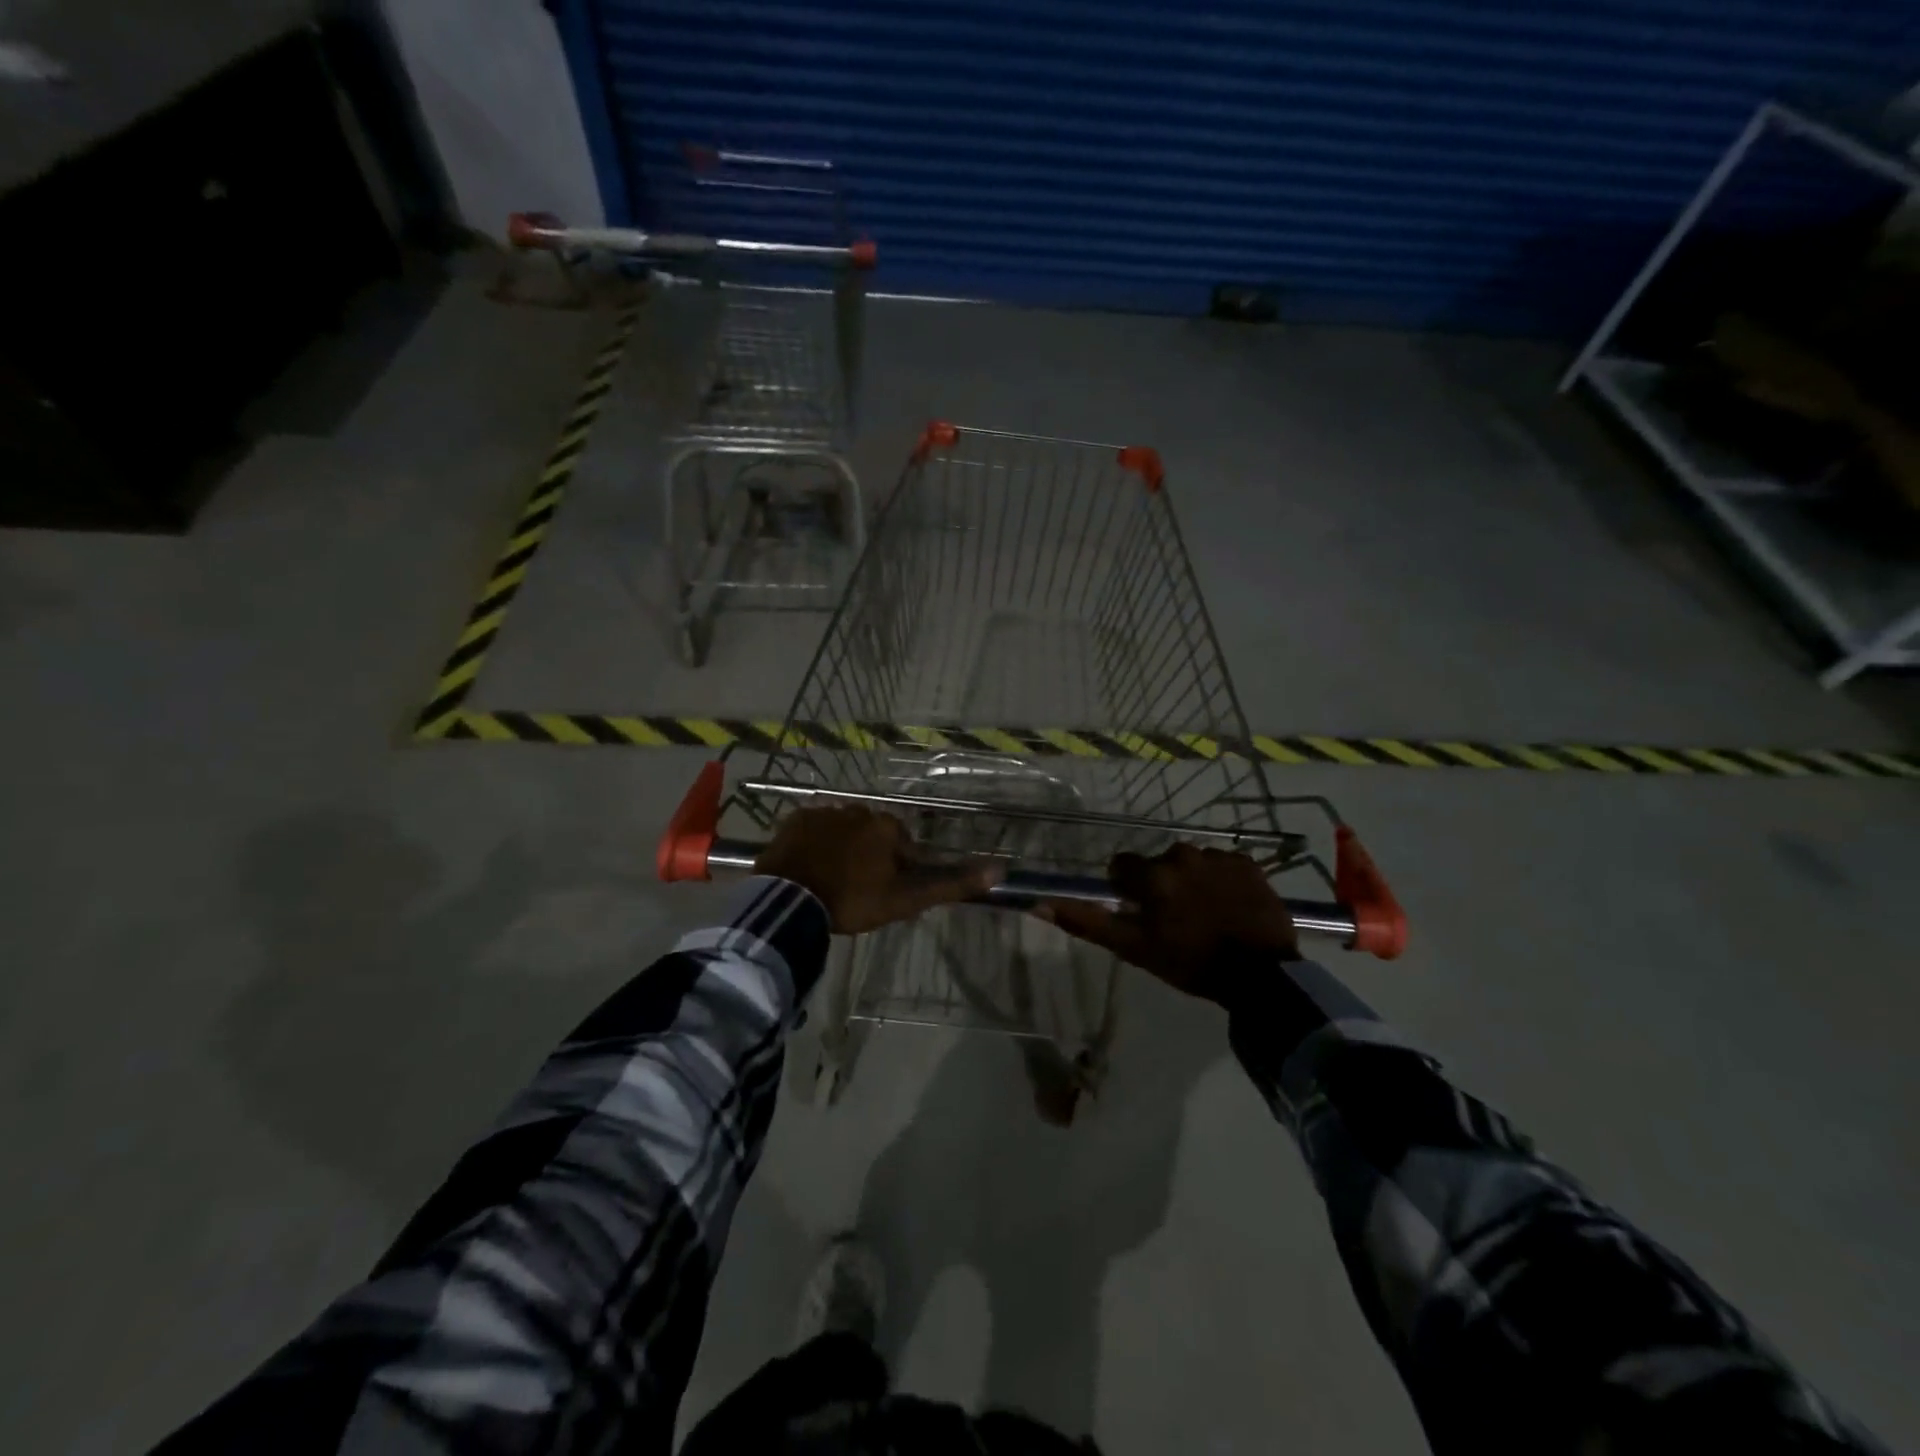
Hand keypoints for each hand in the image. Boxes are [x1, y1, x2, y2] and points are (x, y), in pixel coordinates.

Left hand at [755, 806, 1003, 933]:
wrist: (792, 900)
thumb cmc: (854, 899)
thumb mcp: (906, 898)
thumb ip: (950, 884)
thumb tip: (999, 870)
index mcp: (886, 826)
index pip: (902, 845)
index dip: (896, 869)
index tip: (884, 892)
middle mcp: (858, 809)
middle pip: (872, 834)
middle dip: (869, 855)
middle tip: (856, 889)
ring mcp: (823, 812)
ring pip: (842, 830)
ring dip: (841, 849)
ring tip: (830, 881)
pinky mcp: (795, 820)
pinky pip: (811, 829)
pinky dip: (813, 844)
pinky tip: (808, 868)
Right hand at [1042, 844, 1297, 1002]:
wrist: (1261, 976)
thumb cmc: (1190, 963)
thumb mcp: (1133, 947)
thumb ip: (1087, 923)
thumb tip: (1040, 903)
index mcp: (1153, 874)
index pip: (1122, 866)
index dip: (1127, 889)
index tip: (1140, 913)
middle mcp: (1183, 854)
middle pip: (1158, 864)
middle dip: (1161, 885)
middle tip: (1174, 920)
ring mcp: (1219, 857)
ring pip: (1191, 863)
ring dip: (1191, 882)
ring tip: (1205, 915)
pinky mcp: (1249, 865)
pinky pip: (1224, 865)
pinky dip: (1221, 881)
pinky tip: (1229, 907)